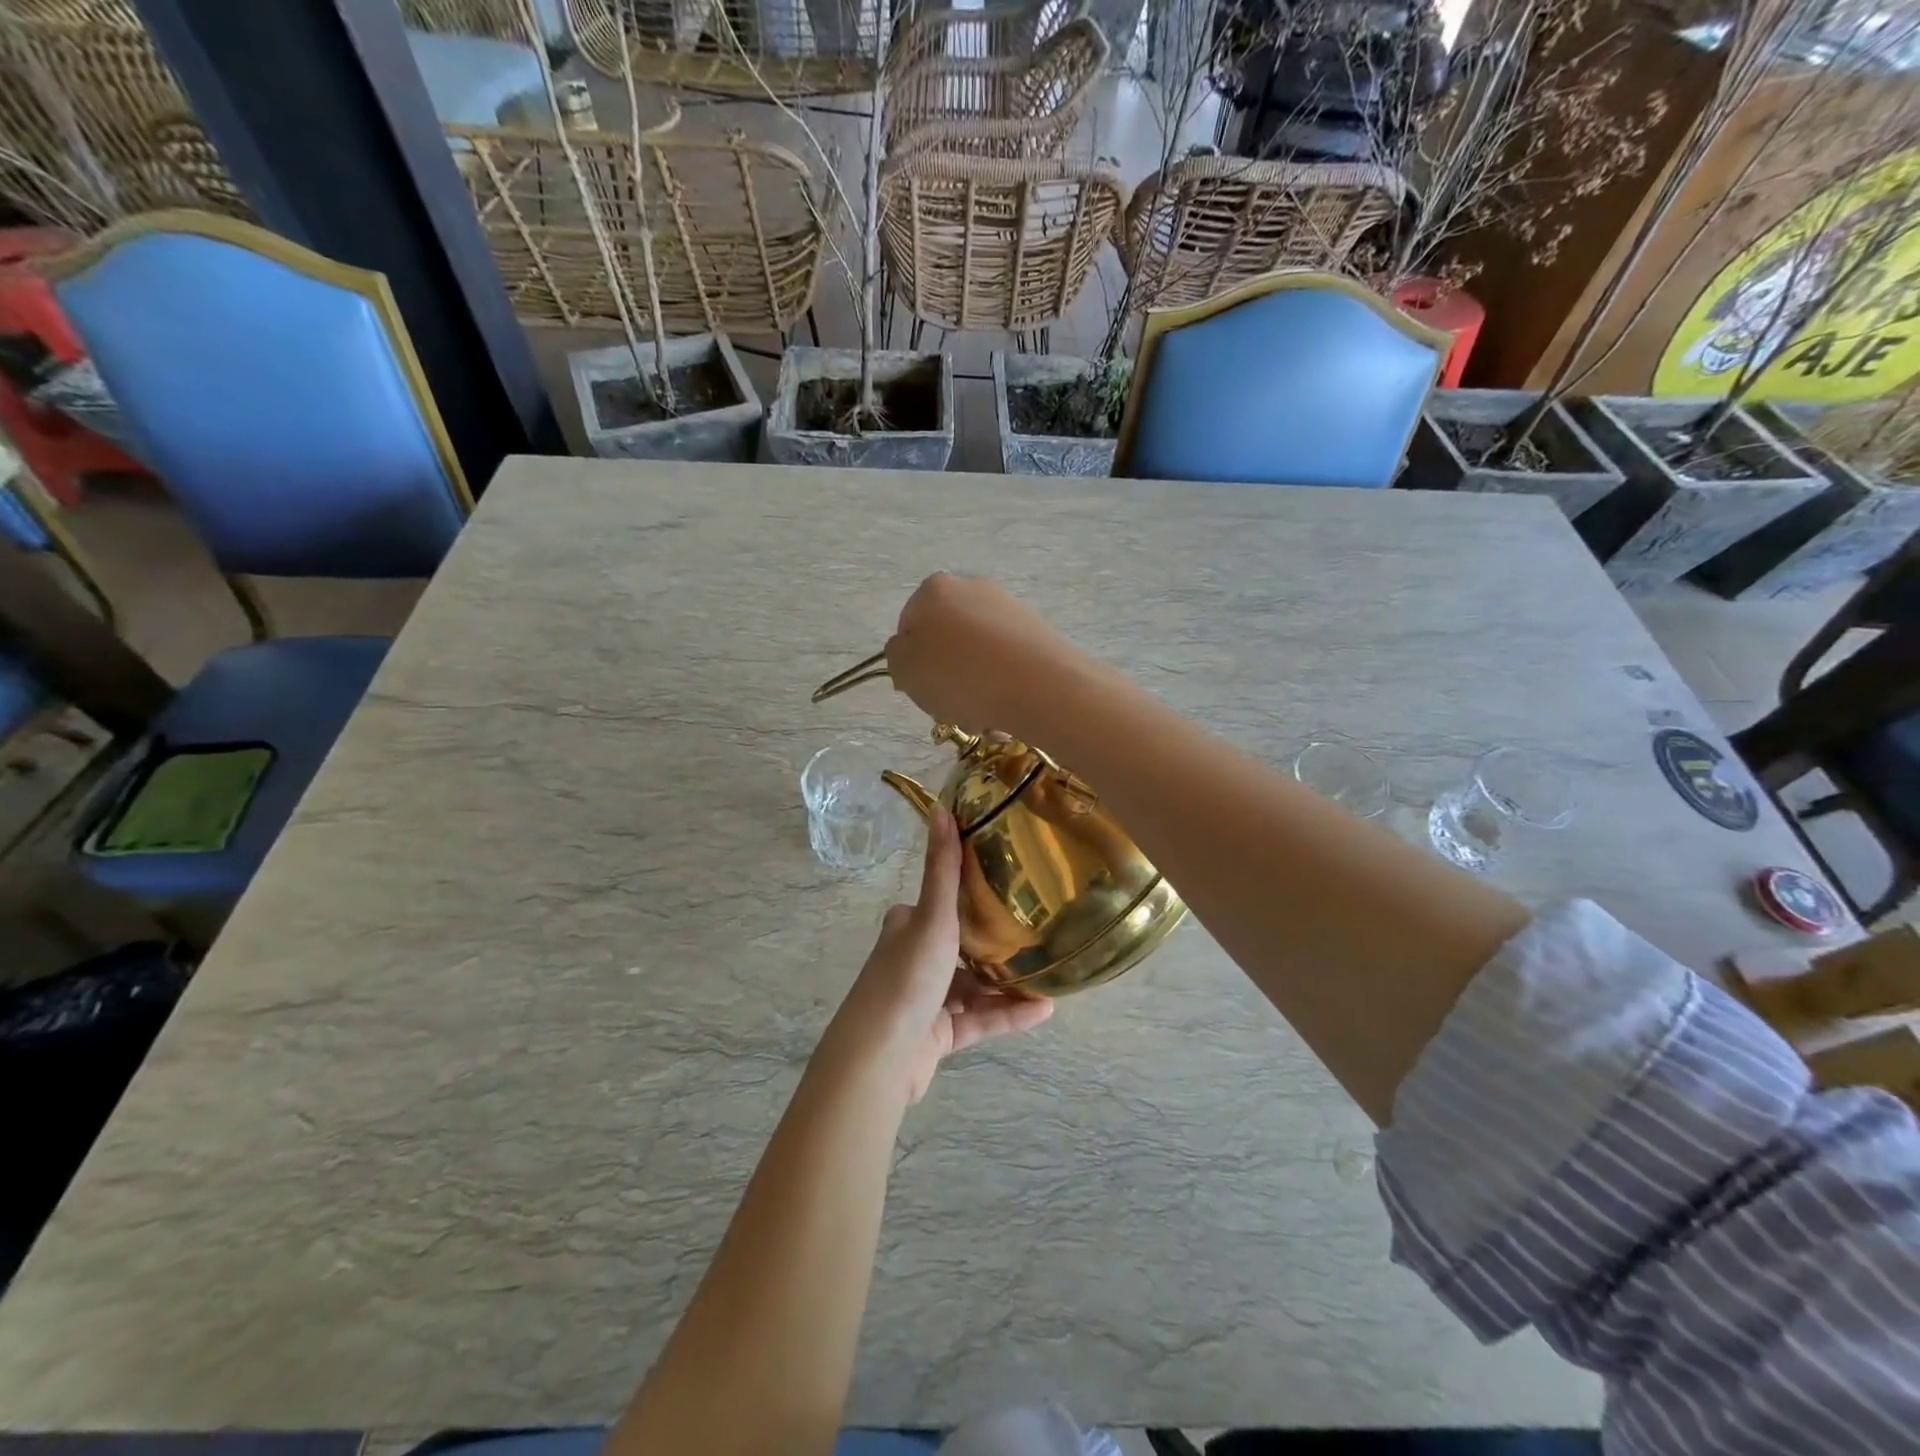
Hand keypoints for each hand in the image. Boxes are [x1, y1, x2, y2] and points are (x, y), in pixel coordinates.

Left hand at [823, 807, 1052, 1103]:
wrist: (880, 1059)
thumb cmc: (906, 977)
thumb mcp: (931, 917)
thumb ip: (942, 869)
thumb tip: (940, 807)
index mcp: (906, 928)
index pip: (939, 904)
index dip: (969, 895)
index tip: (1009, 886)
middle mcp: (913, 960)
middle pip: (961, 946)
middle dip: (997, 943)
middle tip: (1039, 931)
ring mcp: (926, 1001)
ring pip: (974, 987)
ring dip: (1008, 984)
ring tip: (1049, 973)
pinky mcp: (938, 1037)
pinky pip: (980, 1021)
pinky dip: (1008, 1015)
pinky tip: (1044, 1010)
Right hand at [884, 574, 1084, 738]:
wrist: (1039, 686)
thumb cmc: (959, 676)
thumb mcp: (904, 670)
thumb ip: (896, 655)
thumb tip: (908, 649)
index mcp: (933, 590)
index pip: (908, 627)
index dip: (910, 663)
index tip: (920, 689)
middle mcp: (972, 588)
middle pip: (946, 642)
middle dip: (946, 676)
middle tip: (950, 707)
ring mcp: (1009, 608)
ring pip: (978, 657)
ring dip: (975, 688)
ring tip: (982, 717)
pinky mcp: (1038, 632)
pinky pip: (1007, 664)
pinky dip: (1002, 687)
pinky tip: (1006, 712)